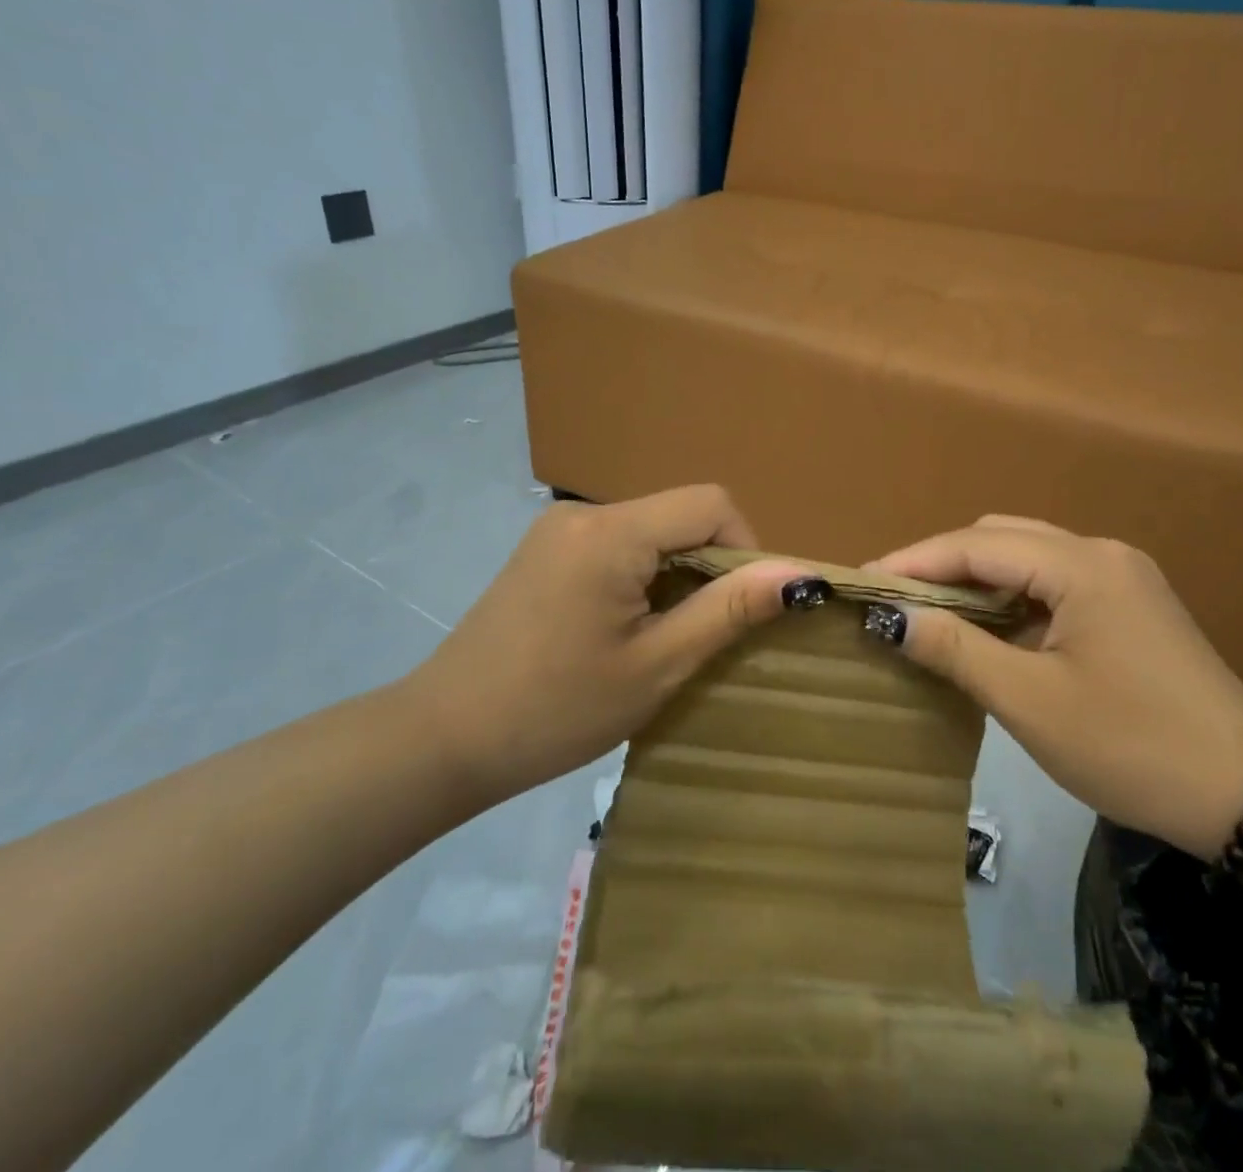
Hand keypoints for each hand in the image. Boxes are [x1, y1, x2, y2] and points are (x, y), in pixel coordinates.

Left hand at [406, 486, 806, 807]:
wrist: (442, 740)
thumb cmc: (557, 710)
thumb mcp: (657, 665)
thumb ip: (729, 610)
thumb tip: (800, 574)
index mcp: (612, 532)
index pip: (711, 503)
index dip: (745, 548)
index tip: (739, 610)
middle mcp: (584, 513)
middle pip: (680, 515)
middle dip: (710, 567)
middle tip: (703, 635)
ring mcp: (558, 529)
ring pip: (652, 531)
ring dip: (677, 575)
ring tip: (662, 639)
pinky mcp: (545, 550)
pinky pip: (619, 545)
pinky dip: (643, 577)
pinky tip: (624, 629)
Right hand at [869, 516, 1242, 858]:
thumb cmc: (1131, 747)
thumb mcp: (1030, 701)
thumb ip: (955, 648)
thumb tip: (891, 617)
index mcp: (1081, 566)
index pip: (976, 545)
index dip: (914, 560)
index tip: (862, 582)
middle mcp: (1101, 554)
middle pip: (1001, 539)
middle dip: (941, 563)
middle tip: (893, 600)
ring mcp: (1121, 577)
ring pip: (1026, 558)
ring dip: (975, 580)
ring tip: (927, 613)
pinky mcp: (1129, 604)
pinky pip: (1051, 583)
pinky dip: (1009, 598)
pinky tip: (985, 629)